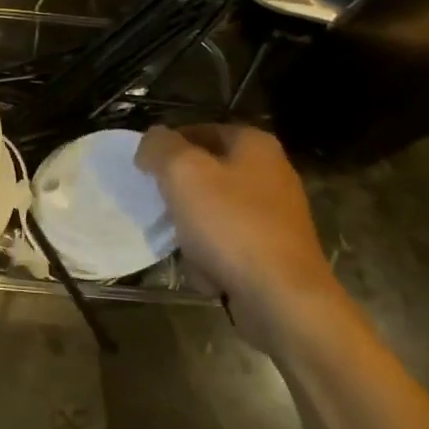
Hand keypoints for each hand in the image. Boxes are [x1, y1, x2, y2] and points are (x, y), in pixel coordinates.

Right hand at [135, 123, 343, 354]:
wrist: (282, 298)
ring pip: (213, 208)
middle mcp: (271, 172)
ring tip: (184, 244)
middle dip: (179, 192)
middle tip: (162, 206)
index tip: (145, 170)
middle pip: (205, 171)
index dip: (166, 147)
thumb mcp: (182, 172)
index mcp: (254, 144)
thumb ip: (159, 146)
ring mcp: (276, 214)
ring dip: (192, 227)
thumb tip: (152, 142)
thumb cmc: (230, 224)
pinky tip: (207, 269)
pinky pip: (229, 241)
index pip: (197, 130)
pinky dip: (213, 253)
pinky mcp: (275, 249)